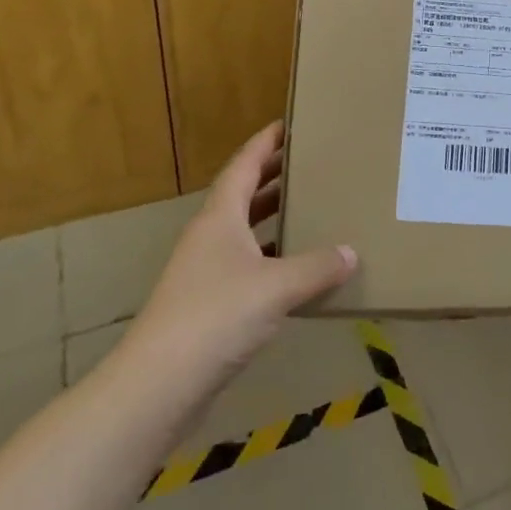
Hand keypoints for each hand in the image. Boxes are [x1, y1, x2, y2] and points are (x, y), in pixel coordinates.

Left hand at [115, 122, 355, 408]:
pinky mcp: (209, 304)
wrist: (158, 385)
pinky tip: (299, 269)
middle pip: (243, 194)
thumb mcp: (277, 287)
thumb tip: (352, 252)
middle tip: (312, 162)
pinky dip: (273, 258)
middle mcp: (210, 237)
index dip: (266, 142)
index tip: (290, 123)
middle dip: (274, 176)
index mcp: (219, 218)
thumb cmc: (216, 317)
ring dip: (274, 217)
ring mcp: (206, 271)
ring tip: (311, 207)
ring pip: (245, 231)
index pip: (244, 165)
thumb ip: (317, 267)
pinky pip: (248, 265)